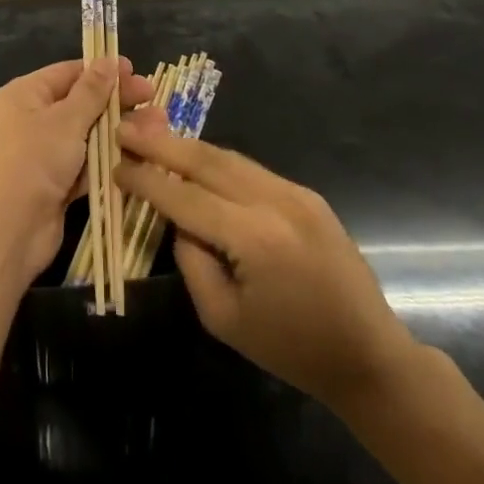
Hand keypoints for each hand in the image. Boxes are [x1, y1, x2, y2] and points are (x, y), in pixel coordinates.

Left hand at [0, 57, 154, 283]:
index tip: (136, 72)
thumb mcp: (65, 120)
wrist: (8, 230)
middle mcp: (32, 119)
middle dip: (117, 102)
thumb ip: (91, 91)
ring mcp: (45, 154)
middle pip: (81, 103)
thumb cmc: (33, 161)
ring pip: (89, 135)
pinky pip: (89, 164)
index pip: (68, 73)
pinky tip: (143, 155)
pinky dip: (111, 160)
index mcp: (25, 95)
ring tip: (159, 126)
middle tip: (153, 99)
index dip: (102, 71)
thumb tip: (108, 60)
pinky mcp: (58, 184)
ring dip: (120, 131)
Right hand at [115, 126, 419, 404]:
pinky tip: (194, 159)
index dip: (146, 180)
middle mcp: (274, 201)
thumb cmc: (290, 349)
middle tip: (125, 129)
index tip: (115, 166)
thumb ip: (191, 260)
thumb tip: (178, 220)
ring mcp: (295, 192)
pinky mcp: (306, 193)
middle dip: (161, 143)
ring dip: (187, 146)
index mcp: (253, 238)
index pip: (184, 197)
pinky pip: (250, 169)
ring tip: (151, 134)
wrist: (368, 355)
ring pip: (228, 157)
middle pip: (205, 161)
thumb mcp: (222, 318)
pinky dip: (215, 161)